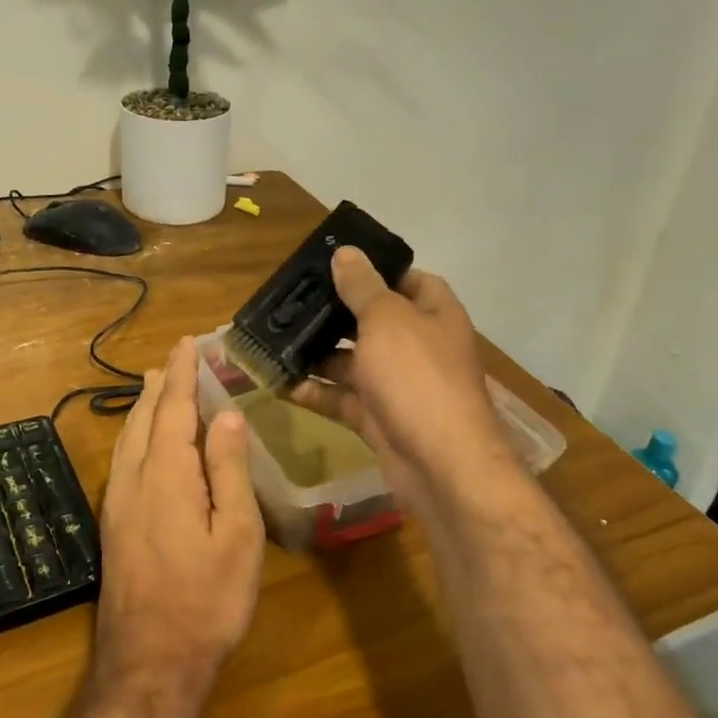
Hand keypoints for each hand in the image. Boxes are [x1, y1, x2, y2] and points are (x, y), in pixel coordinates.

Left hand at [92, 337, 266, 705]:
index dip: (181, 373)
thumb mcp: (237, 535)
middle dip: (160, 384)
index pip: (172, 408)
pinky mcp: (112, 524)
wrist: (149, 664)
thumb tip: (226, 414)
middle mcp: (133, 478)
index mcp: (166, 474)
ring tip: (158, 387)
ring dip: (144, 406)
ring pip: (127, 438)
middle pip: (143, 417)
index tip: (187, 342)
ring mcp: (117, 502)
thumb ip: (228, 470)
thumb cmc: (207, 600)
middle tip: (175, 359)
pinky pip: (123, 458)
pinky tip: (144, 442)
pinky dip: (136, 433)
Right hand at [289, 247, 516, 513]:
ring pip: (354, 361)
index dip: (376, 270)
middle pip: (374, 320)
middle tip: (292, 301)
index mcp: (434, 314)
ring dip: (319, 354)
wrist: (441, 465)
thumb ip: (362, 286)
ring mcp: (400, 385)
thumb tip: (346, 252)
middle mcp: (419, 346)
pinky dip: (317, 392)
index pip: (408, 280)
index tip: (336, 265)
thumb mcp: (386, 320)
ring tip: (276, 339)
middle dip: (336, 313)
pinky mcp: (380, 418)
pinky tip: (283, 383)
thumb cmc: (417, 377)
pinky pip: (344, 399)